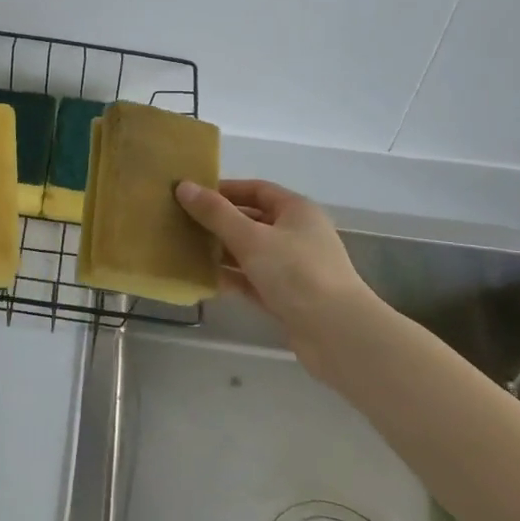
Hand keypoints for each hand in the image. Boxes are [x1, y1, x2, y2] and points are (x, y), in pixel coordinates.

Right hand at [176, 179, 382, 379]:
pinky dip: (232, 278)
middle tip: (181, 223)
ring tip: (185, 250)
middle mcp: (297, 234)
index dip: (224, 190)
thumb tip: (183, 186)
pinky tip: (204, 280)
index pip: (256, 189)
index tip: (192, 195)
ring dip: (221, 251)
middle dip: (218, 222)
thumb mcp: (251, 238)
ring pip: (250, 252)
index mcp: (296, 210)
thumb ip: (215, 213)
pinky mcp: (288, 298)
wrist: (338, 334)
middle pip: (252, 220)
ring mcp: (294, 268)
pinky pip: (253, 280)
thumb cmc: (296, 273)